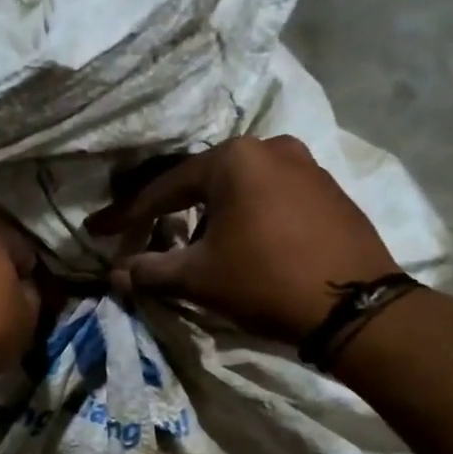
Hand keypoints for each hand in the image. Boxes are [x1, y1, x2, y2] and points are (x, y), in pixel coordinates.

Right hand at [87, 136, 400, 342]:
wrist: (354, 306)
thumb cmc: (265, 281)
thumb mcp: (199, 277)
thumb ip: (151, 270)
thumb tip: (116, 274)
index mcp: (234, 159)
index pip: (164, 188)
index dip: (127, 215)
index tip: (98, 230)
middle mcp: (270, 147)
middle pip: (203, 182)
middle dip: (170, 212)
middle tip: (145, 236)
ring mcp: (306, 165)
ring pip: (239, 189)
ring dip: (210, 216)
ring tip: (195, 247)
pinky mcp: (329, 190)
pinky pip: (271, 197)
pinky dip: (247, 217)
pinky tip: (242, 244)